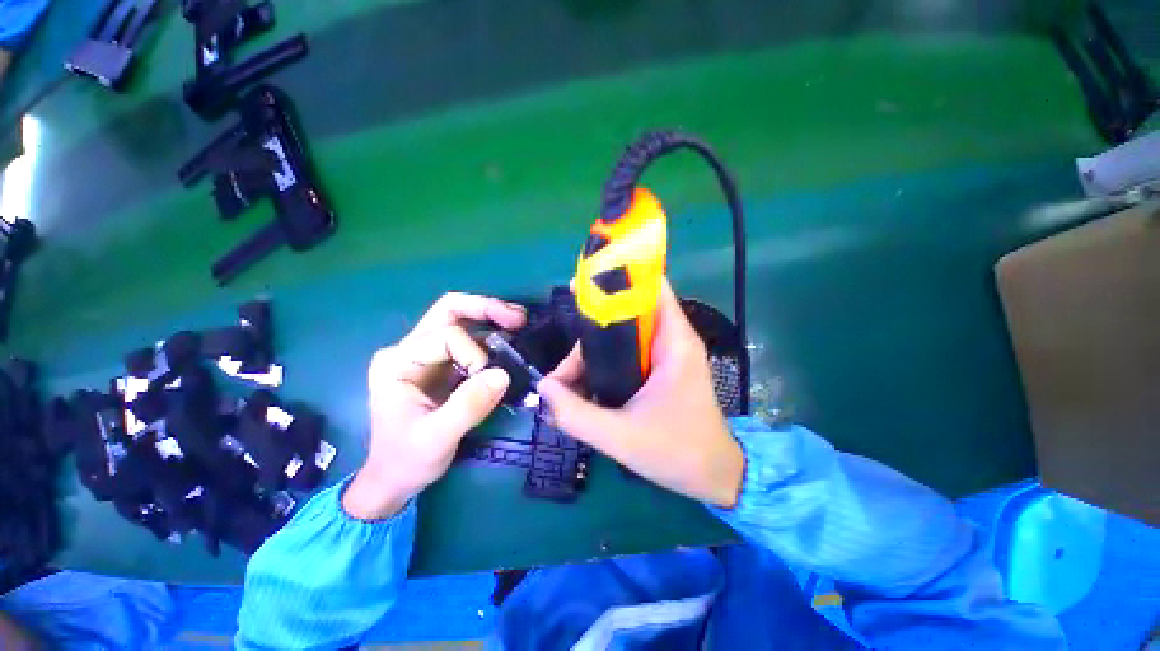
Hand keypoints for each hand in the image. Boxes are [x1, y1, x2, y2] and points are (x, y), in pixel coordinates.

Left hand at [343, 293, 525, 519]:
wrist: (395, 479)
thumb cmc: (407, 460)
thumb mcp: (437, 438)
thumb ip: (469, 405)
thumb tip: (503, 374)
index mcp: (398, 361)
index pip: (447, 336)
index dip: (475, 353)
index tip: (489, 380)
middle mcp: (410, 349)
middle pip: (450, 311)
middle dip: (486, 309)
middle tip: (519, 318)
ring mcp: (427, 355)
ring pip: (462, 320)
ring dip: (492, 318)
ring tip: (521, 322)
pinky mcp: (443, 365)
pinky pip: (471, 341)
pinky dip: (493, 336)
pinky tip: (512, 340)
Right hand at [538, 280, 743, 507]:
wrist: (715, 477)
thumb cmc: (678, 453)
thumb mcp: (621, 437)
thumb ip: (577, 414)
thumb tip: (544, 386)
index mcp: (673, 342)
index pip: (651, 288)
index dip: (618, 277)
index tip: (581, 286)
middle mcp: (671, 340)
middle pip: (626, 313)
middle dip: (591, 328)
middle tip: (565, 359)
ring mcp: (666, 355)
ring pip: (622, 337)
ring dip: (593, 353)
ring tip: (568, 383)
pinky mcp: (660, 370)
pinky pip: (626, 355)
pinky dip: (603, 364)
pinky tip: (584, 386)